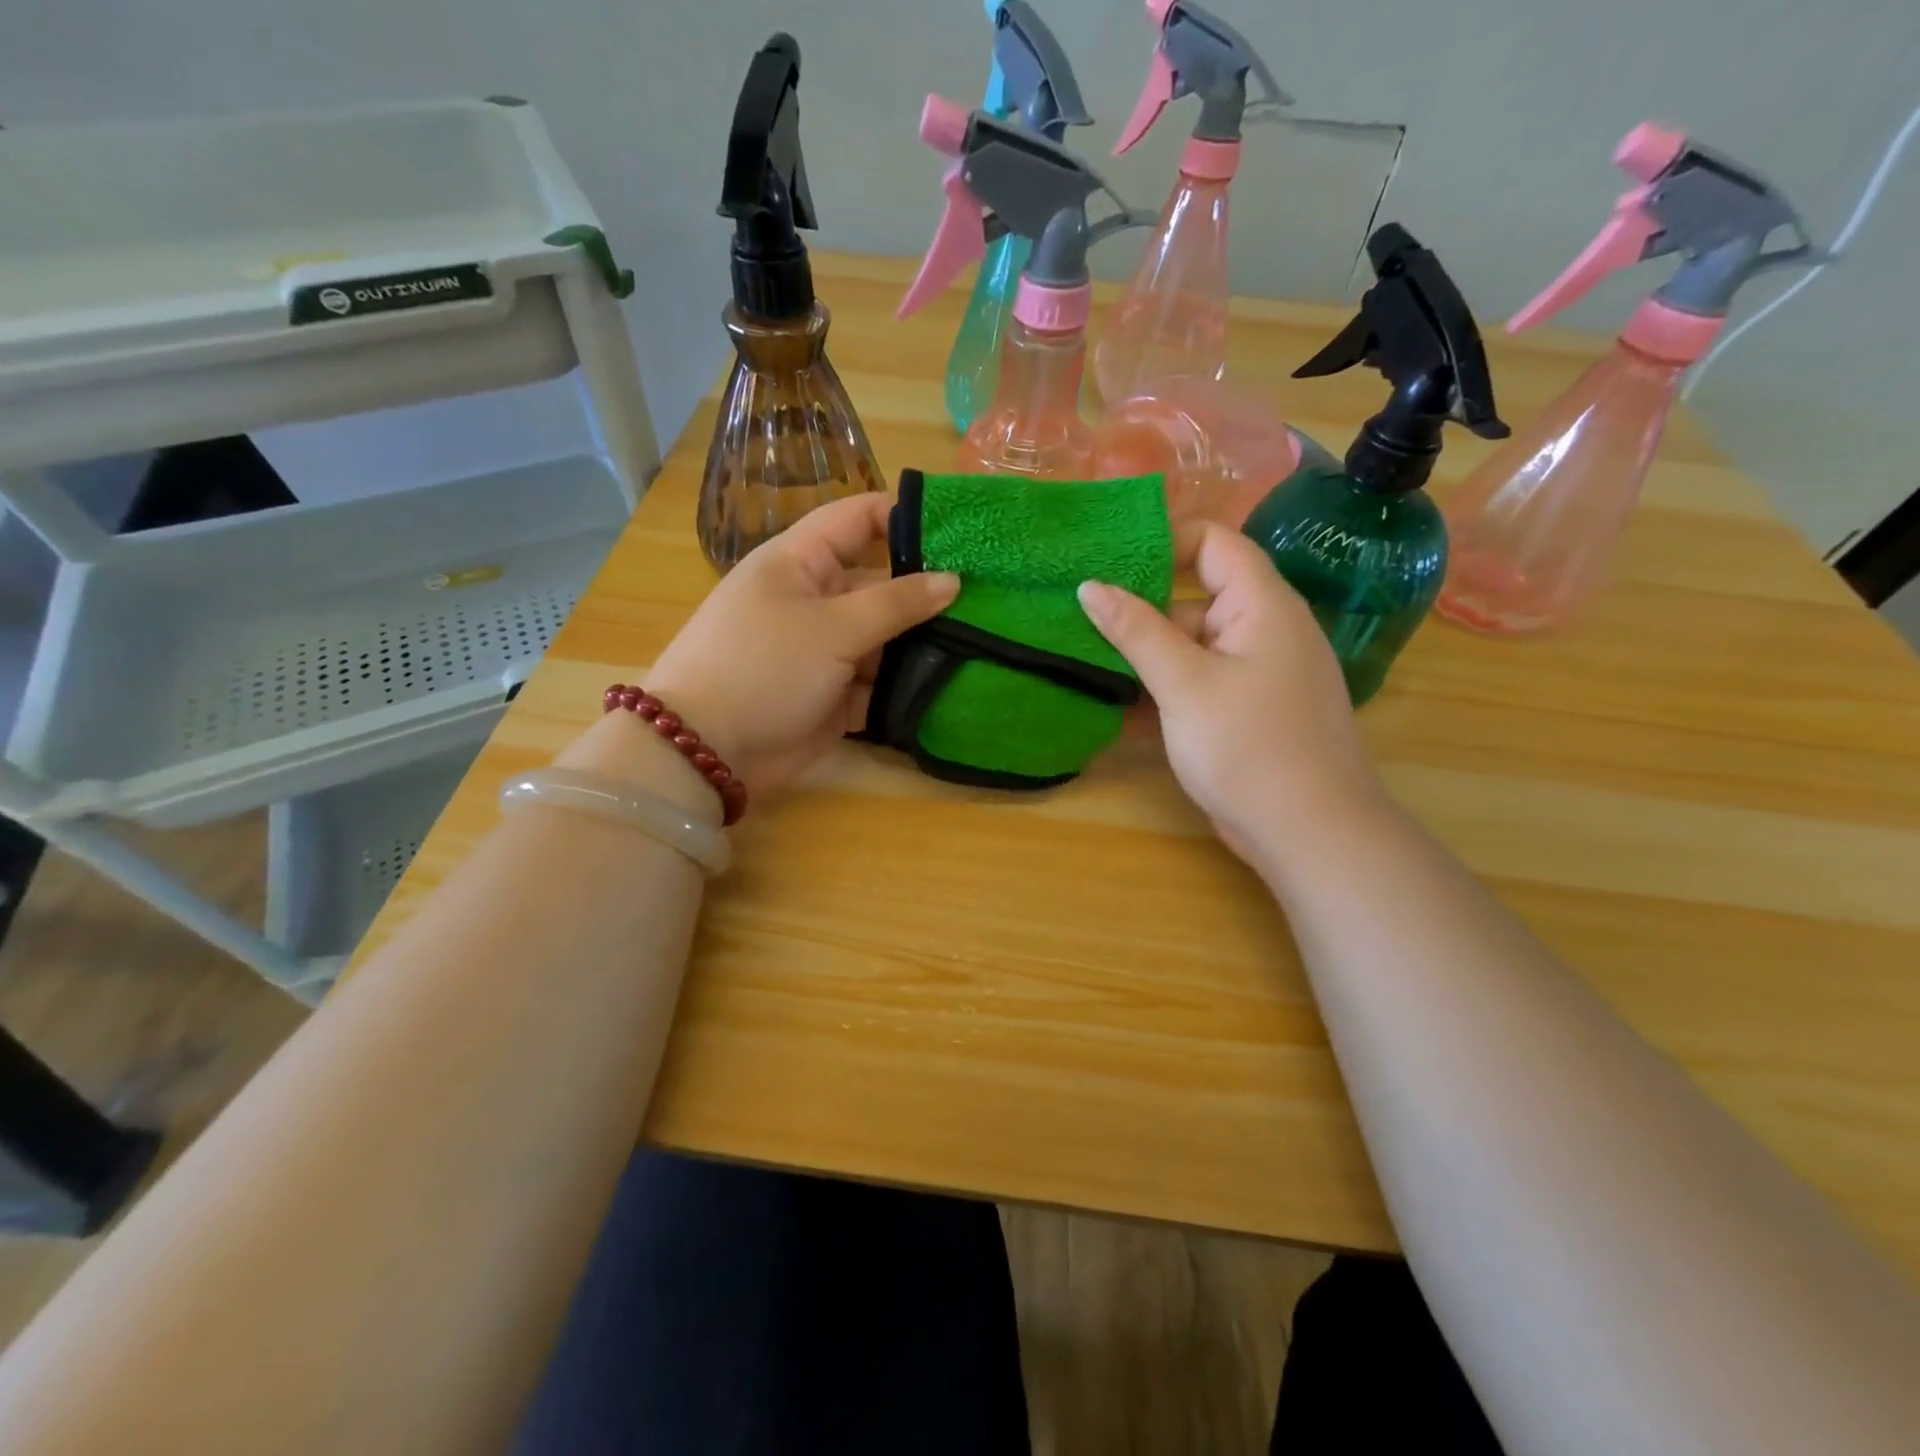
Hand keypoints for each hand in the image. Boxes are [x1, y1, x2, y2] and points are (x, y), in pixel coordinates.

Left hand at [644, 494, 959, 792]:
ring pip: (887, 637)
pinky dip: (908, 686)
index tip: (962, 528)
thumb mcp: (832, 627)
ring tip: (988, 641)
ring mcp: (827, 651)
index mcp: (802, 563)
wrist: (708, 751)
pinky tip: (957, 684)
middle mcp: (817, 600)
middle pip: (882, 583)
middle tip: (993, 594)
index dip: (905, 515)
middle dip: (930, 590)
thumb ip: (896, 602)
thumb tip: (952, 580)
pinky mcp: (836, 695)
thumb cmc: (763, 667)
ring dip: (925, 643)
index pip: (858, 519)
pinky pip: (880, 682)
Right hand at [1078, 523, 1383, 867]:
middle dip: (1141, 604)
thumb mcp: (1184, 685)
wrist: (1311, 833)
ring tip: (1086, 658)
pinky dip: (1165, 685)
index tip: (1106, 561)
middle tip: (1079, 614)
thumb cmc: (1249, 748)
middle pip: (1196, 595)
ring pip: (1193, 643)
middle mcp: (1264, 628)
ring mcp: (1257, 671)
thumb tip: (1090, 585)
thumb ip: (1136, 631)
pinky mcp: (1248, 708)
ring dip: (1146, 652)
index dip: (1162, 541)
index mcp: (1261, 605)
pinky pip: (1200, 679)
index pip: (1212, 541)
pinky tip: (1120, 703)